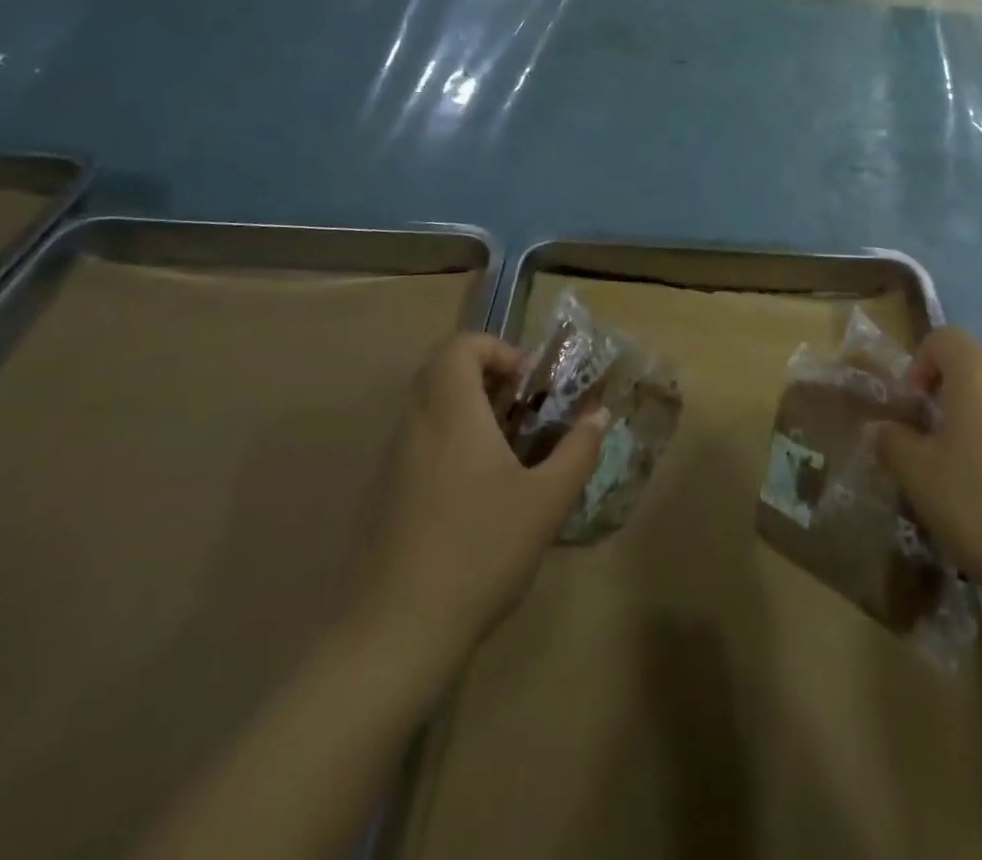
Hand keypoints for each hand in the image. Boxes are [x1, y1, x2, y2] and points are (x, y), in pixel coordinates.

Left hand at [346, 333, 607, 673]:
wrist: (396, 634)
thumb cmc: (479, 551)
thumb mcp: (547, 501)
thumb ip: (577, 451)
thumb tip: (599, 416)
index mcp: (451, 414)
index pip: (459, 347)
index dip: (497, 350)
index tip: (528, 384)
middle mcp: (415, 428)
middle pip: (441, 372)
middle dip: (486, 379)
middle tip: (522, 411)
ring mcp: (392, 464)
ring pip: (428, 410)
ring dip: (468, 412)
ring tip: (508, 452)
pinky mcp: (383, 498)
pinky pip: (418, 445)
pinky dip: (449, 444)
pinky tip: (477, 494)